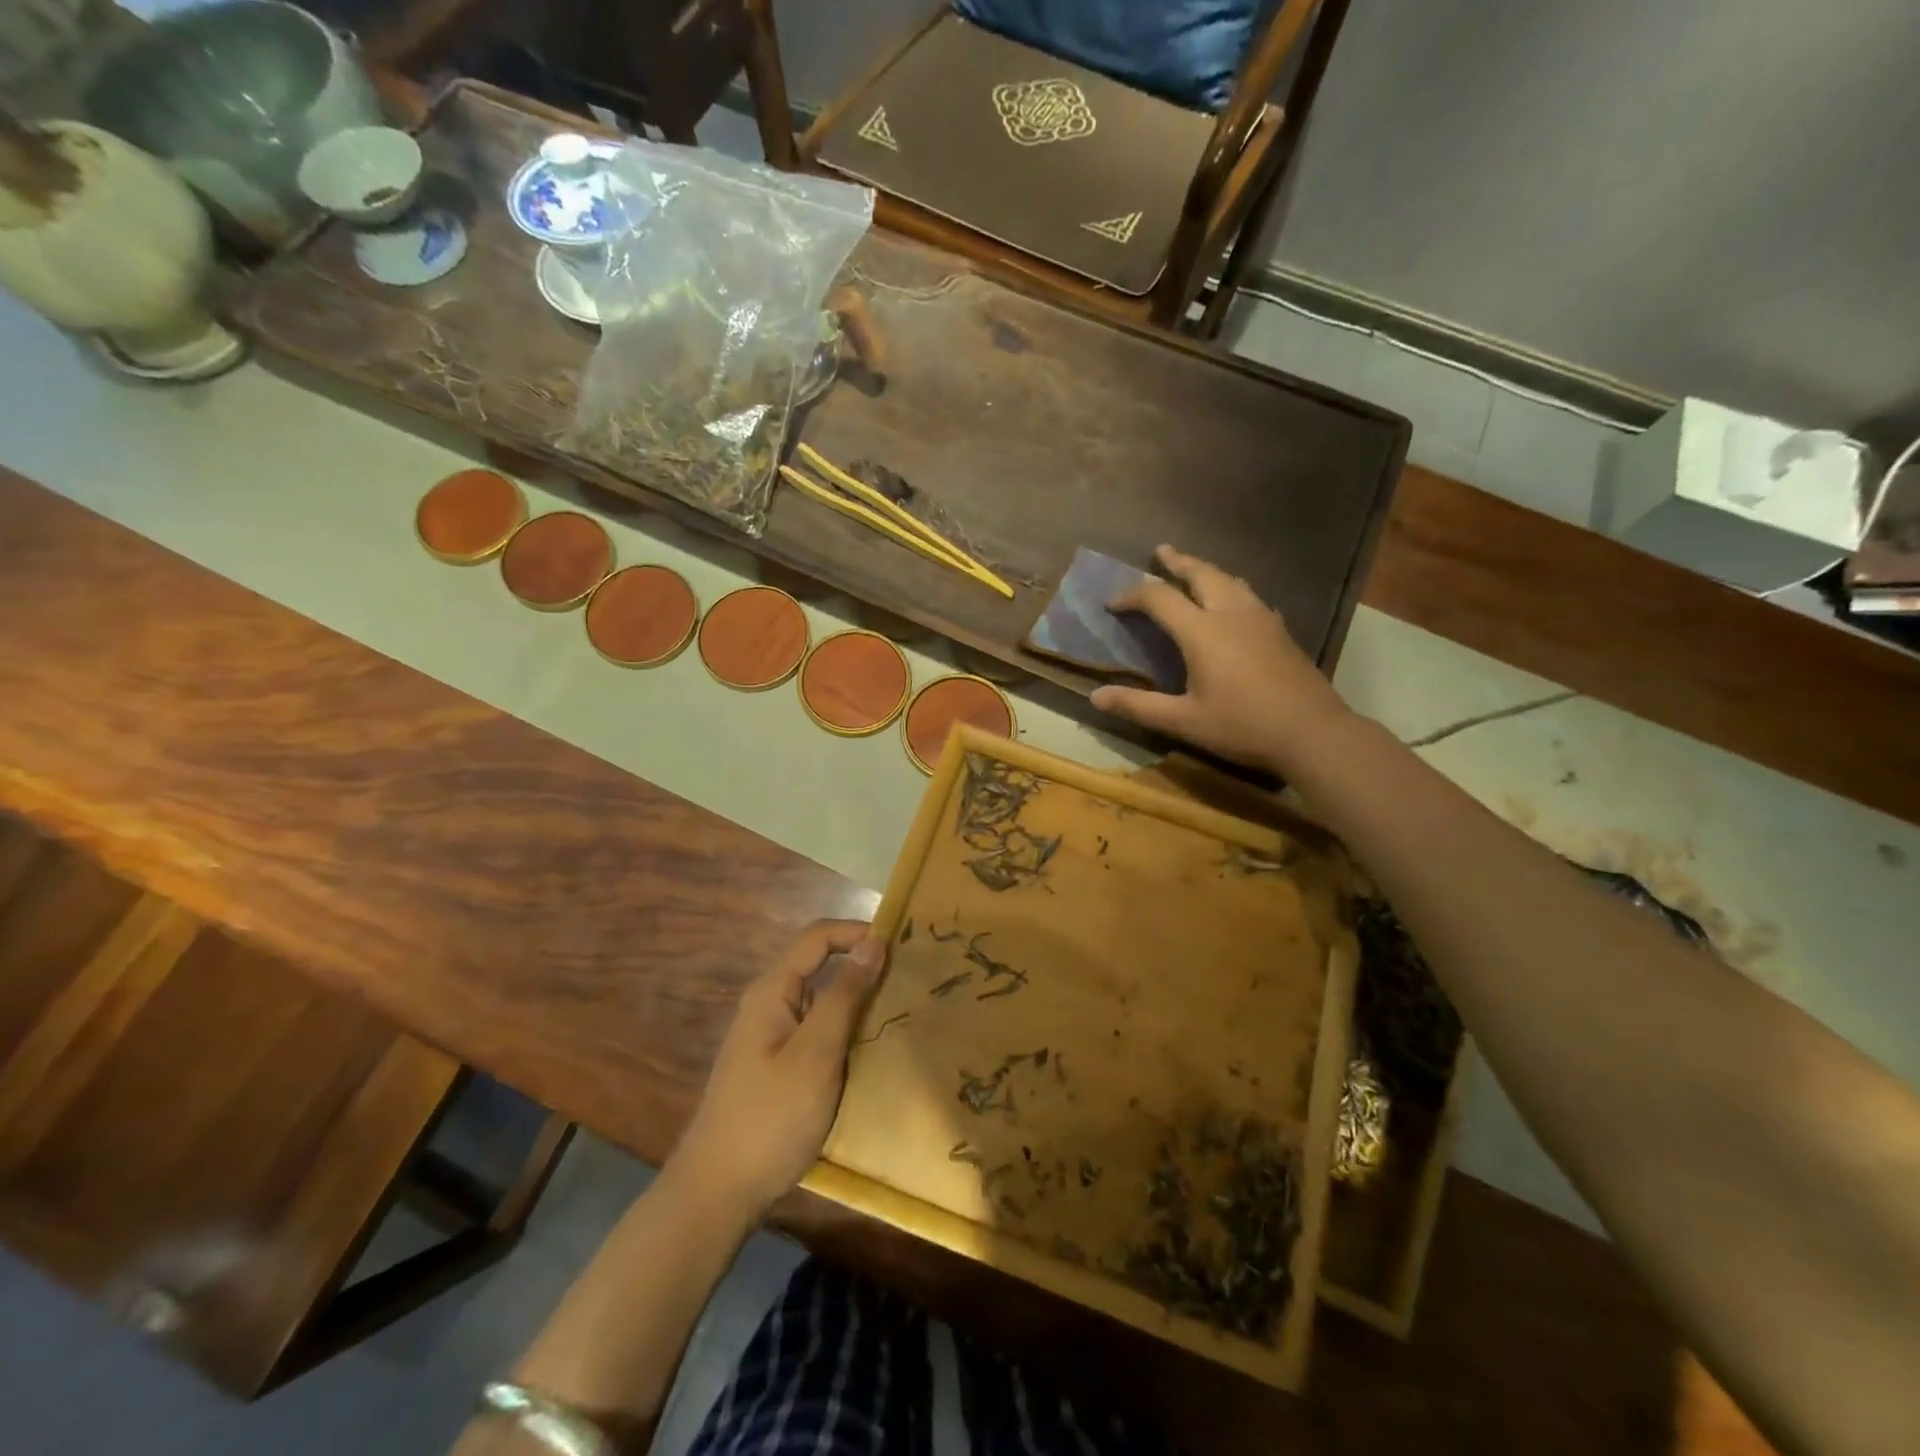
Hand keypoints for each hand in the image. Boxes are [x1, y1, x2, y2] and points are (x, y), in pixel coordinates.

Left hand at [670, 921, 888, 1218]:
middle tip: (910, 981)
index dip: (857, 932)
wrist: (718, 1193)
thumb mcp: (816, 1054)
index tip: (901, 945)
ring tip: (902, 1013)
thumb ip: (845, 995)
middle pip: (820, 966)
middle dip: (863, 967)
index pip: (818, 937)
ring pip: (822, 1002)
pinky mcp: (779, 1066)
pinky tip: (873, 1052)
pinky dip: (847, 1031)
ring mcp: (773, 1037)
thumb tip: (874, 941)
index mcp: (772, 991)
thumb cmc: (770, 1118)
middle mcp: (770, 1005)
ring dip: (858, 1002)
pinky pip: (819, 1032)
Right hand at [1090, 545, 1351, 775]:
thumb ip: (1138, 707)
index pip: (1159, 598)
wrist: (1312, 732)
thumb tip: (1095, 697)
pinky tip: (1234, 602)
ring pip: (1229, 580)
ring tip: (1193, 569)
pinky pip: (1249, 595)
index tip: (1113, 604)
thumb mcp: (1184, 721)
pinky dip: (1230, 588)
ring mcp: (1261, 618)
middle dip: (1177, 562)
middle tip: (1161, 552)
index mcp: (1202, 631)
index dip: (1132, 595)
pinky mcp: (1280, 630)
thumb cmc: (1243, 726)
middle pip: (1200, 574)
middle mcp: (1231, 613)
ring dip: (1206, 570)